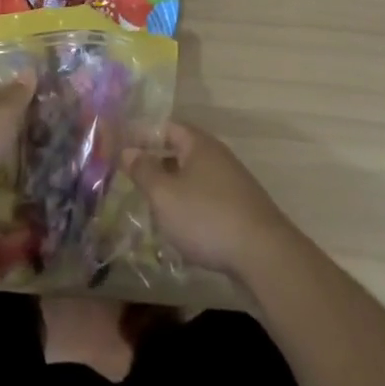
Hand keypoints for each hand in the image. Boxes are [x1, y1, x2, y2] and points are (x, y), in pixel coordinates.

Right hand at [130, 121, 293, 277]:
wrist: (264, 257)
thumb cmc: (206, 217)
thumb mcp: (164, 194)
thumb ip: (143, 170)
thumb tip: (127, 150)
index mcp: (199, 145)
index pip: (166, 127)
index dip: (142, 135)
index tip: (120, 149)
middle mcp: (218, 158)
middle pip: (181, 152)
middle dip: (155, 163)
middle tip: (130, 179)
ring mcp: (233, 184)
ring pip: (193, 178)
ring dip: (171, 188)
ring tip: (149, 206)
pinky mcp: (240, 211)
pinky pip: (206, 200)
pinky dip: (189, 207)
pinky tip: (178, 228)